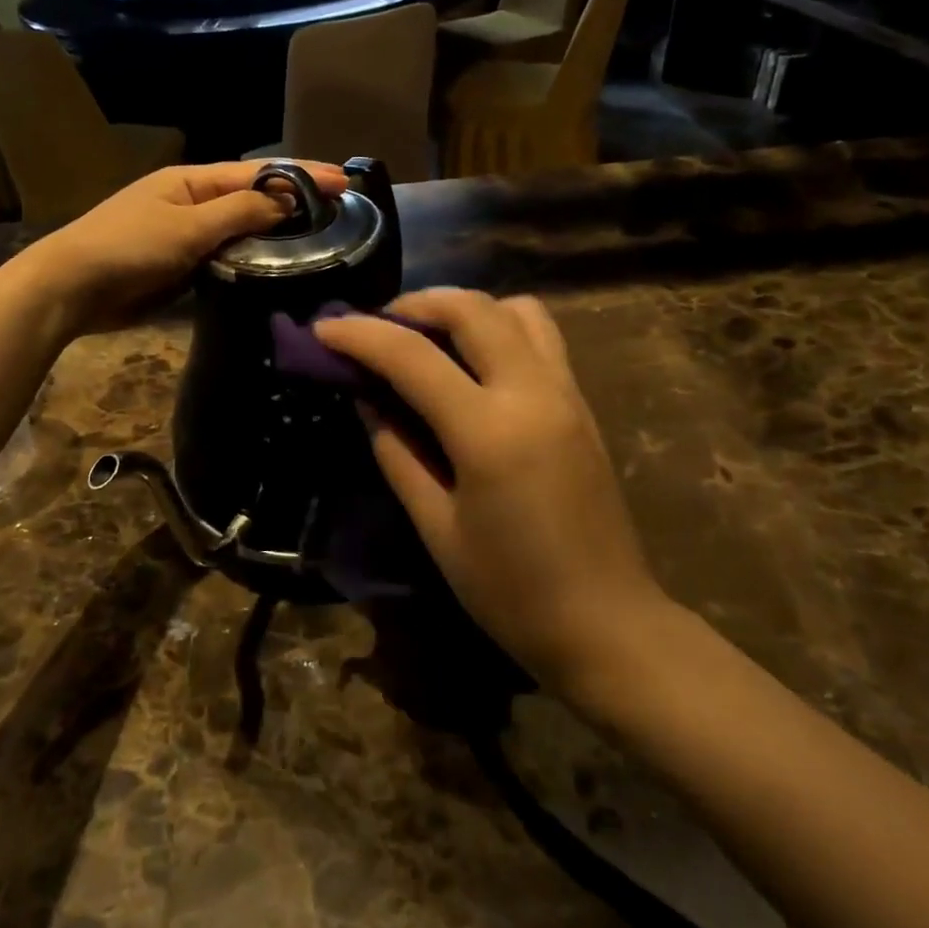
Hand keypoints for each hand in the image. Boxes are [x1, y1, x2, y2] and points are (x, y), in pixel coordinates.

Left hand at [13, 161, 347, 332]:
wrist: (72, 288)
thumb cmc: (127, 246)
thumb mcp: (187, 226)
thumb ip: (238, 212)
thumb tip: (285, 201)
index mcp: (192, 181)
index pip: (258, 173)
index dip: (302, 175)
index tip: (345, 180)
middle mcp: (193, 202)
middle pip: (253, 198)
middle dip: (294, 201)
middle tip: (340, 211)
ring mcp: (187, 235)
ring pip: (242, 230)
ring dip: (276, 233)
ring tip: (320, 240)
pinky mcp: (182, 267)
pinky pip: (225, 257)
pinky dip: (251, 259)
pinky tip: (277, 269)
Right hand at [314, 289, 670, 696]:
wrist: (607, 624)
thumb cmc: (510, 591)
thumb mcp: (436, 527)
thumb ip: (397, 453)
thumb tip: (367, 399)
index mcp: (489, 431)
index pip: (412, 356)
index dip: (359, 335)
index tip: (321, 329)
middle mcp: (533, 393)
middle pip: (471, 309)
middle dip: (414, 303)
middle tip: (377, 326)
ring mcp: (566, 393)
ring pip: (515, 310)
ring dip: (464, 309)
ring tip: (428, 337)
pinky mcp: (582, 404)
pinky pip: (540, 336)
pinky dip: (498, 327)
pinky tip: (472, 363)